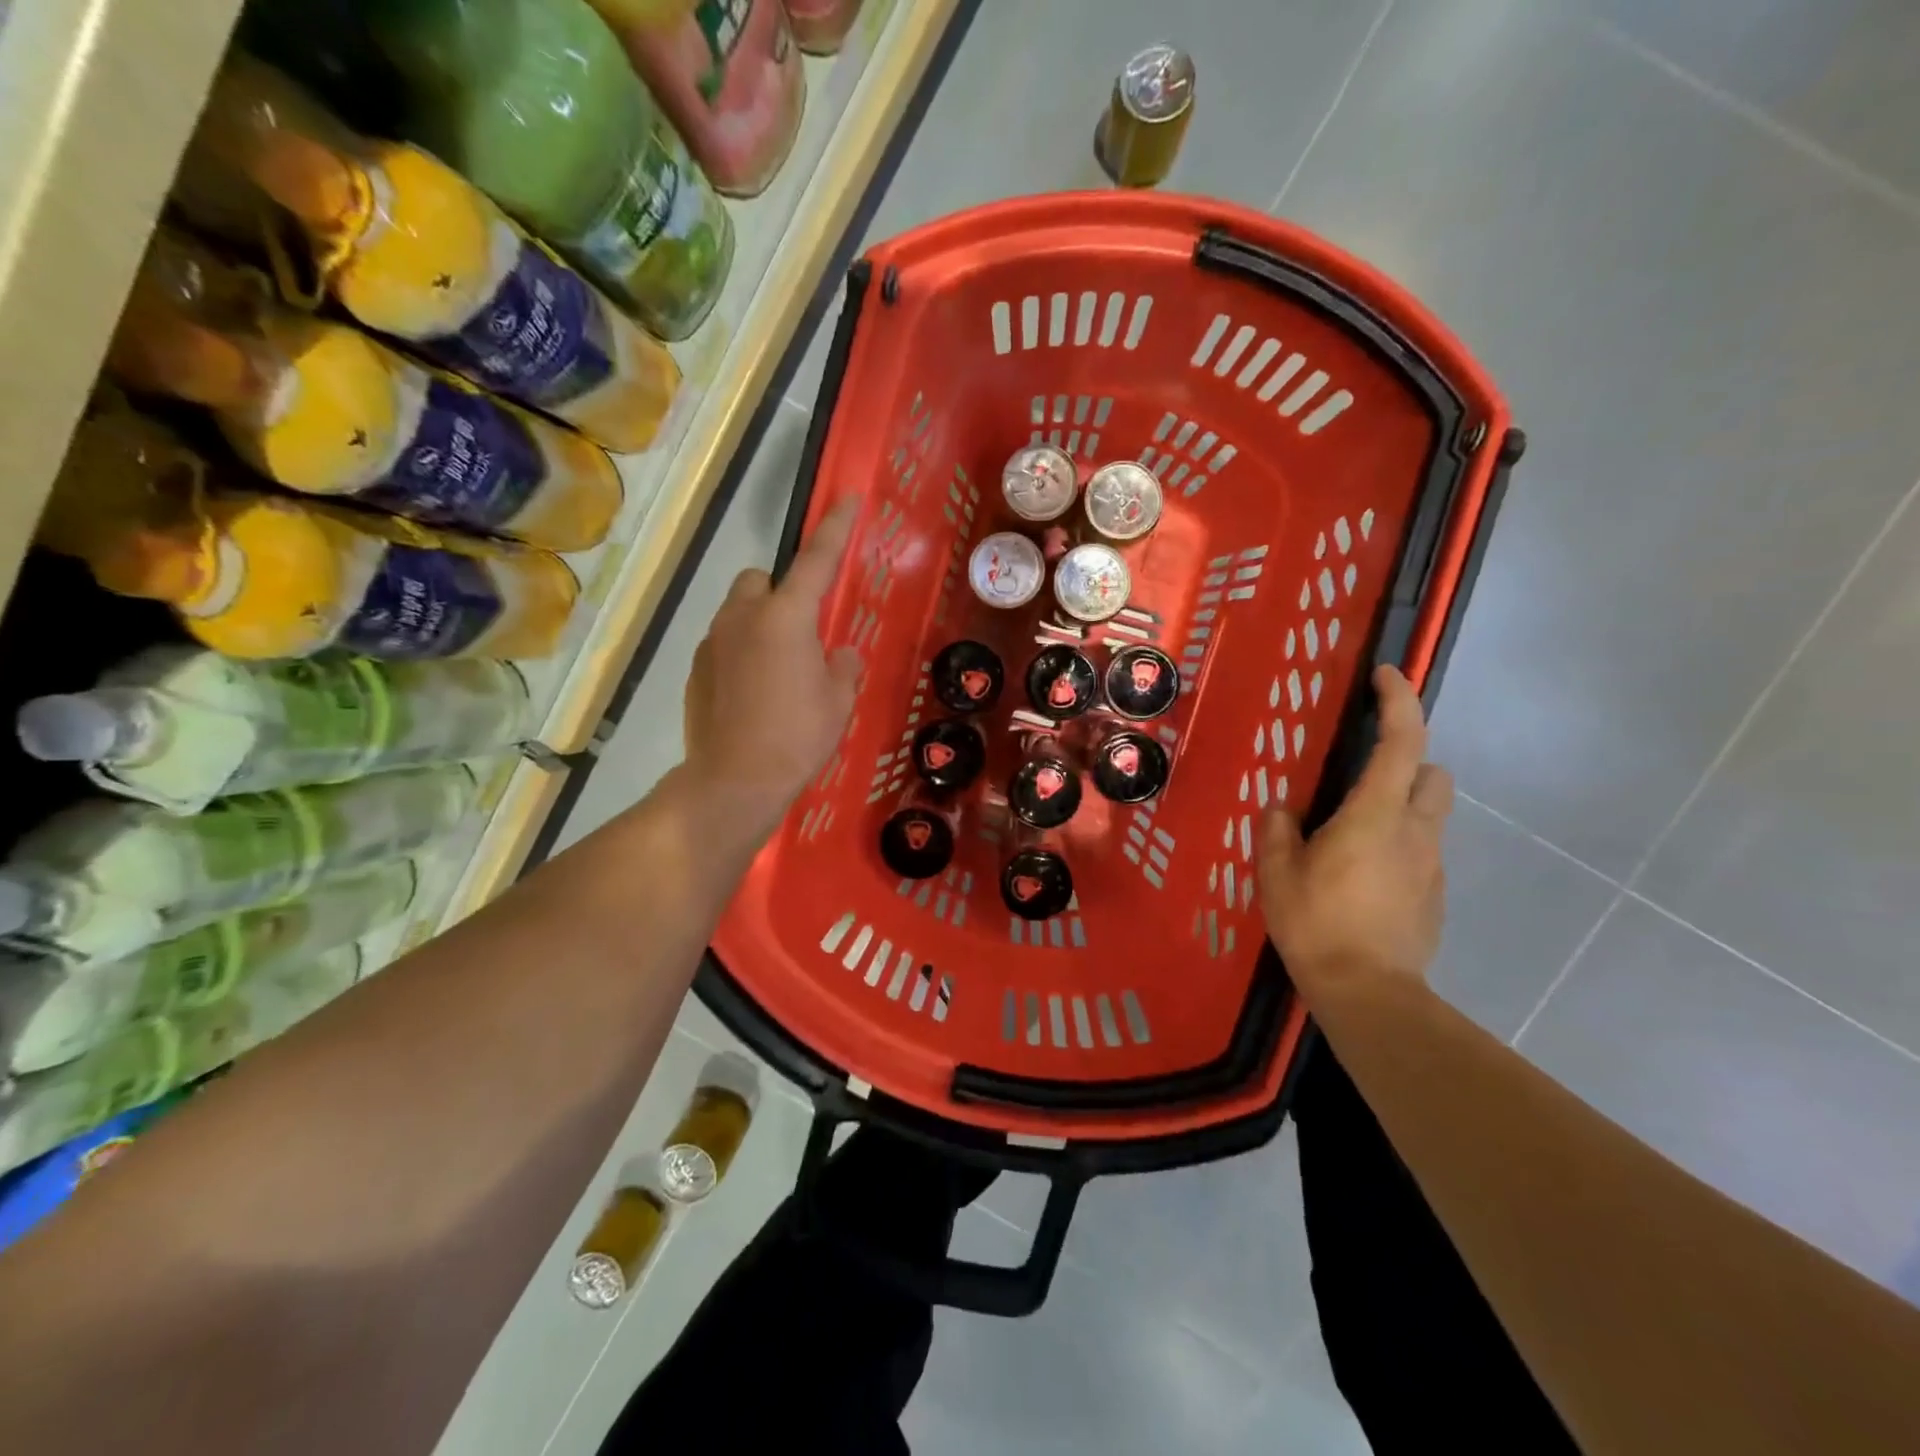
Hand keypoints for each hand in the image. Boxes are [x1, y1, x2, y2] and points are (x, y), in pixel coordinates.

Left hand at [684, 499, 862, 818]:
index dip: (835, 528)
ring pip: (738, 611)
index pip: (816, 560)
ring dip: (760, 624)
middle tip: (801, 631)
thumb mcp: (839, 702)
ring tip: (778, 671)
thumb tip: (836, 654)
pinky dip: (740, 654)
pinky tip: (753, 694)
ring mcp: (713, 642)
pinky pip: (724, 644)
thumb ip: (842, 667)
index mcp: (787, 617)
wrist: (734, 781)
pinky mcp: (696, 669)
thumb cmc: (798, 737)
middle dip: (780, 592)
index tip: (847, 499)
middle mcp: (744, 617)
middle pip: (760, 579)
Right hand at [1258, 665, 1452, 1003]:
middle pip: (1432, 773)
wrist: (1370, 993)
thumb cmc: (1317, 924)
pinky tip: (1361, 878)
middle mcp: (1415, 831)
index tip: (1386, 675)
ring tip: (1352, 835)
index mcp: (1375, 815)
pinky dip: (1397, 847)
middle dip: (1408, 761)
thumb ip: (1278, 831)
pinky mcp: (1434, 895)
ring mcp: (1431, 864)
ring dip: (1400, 806)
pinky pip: (1420, 852)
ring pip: (1428, 814)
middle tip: (1362, 776)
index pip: (1401, 741)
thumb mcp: (1277, 873)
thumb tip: (1283, 809)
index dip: (1399, 700)